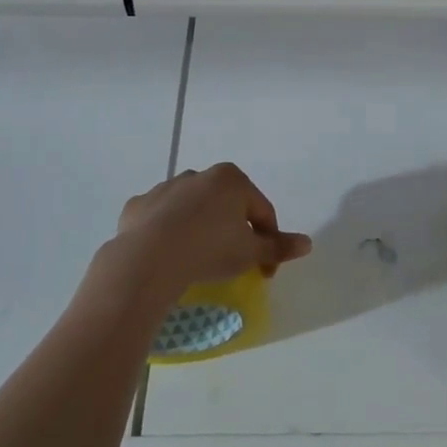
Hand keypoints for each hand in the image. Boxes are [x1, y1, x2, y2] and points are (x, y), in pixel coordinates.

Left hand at [93, 163, 312, 315]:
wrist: (148, 259)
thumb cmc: (210, 250)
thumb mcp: (251, 253)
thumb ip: (278, 246)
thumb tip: (307, 243)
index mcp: (231, 179)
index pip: (261, 212)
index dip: (268, 242)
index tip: (265, 271)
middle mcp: (199, 175)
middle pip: (226, 205)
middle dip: (233, 230)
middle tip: (233, 262)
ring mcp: (166, 187)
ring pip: (192, 209)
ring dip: (200, 228)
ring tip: (198, 259)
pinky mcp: (139, 204)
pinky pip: (160, 218)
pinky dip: (167, 232)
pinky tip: (167, 255)